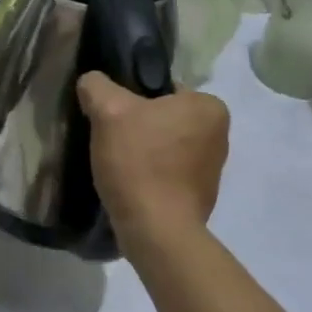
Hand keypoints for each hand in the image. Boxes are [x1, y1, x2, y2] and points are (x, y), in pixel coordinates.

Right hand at [77, 72, 229, 237]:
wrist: (155, 230)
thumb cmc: (139, 163)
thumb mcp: (109, 111)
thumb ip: (97, 86)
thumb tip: (91, 82)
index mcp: (209, 106)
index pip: (162, 88)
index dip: (131, 98)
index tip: (111, 117)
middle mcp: (220, 133)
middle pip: (163, 116)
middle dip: (137, 125)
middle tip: (110, 140)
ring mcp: (212, 167)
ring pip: (164, 144)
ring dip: (143, 150)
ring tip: (117, 164)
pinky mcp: (200, 194)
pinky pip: (168, 171)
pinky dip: (150, 173)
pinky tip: (130, 183)